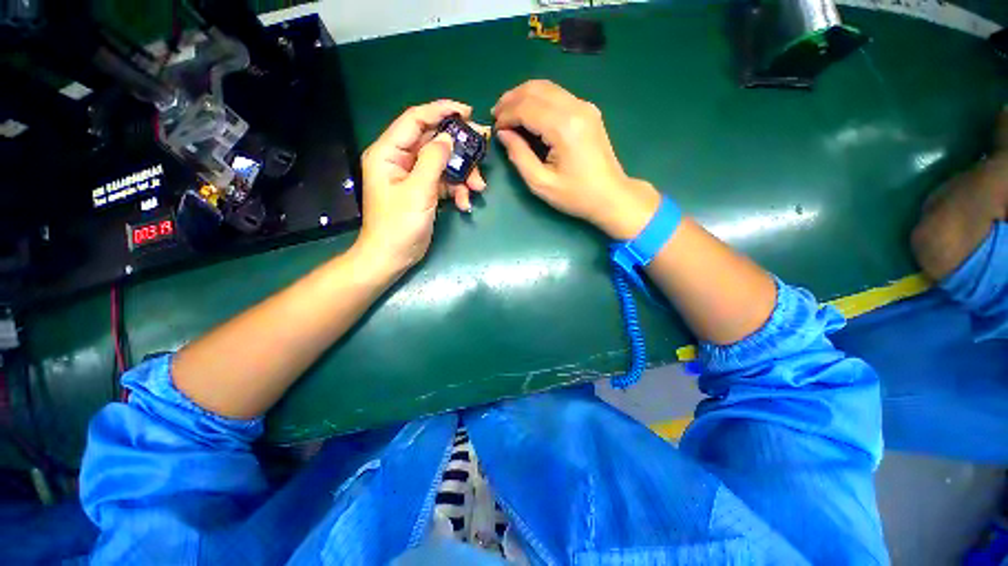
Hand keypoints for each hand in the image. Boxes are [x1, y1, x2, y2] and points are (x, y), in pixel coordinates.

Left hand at [357, 100, 486, 273]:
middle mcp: (400, 159)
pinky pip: (444, 182)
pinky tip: (465, 203)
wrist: (393, 256)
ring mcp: (413, 176)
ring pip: (443, 163)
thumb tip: (448, 138)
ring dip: (463, 174)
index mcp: (389, 152)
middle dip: (459, 148)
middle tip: (483, 148)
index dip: (441, 111)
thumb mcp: (418, 191)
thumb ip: (433, 161)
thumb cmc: (400, 225)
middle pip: (433, 141)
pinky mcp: (423, 191)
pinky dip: (457, 190)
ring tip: (478, 188)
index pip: (415, 119)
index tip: (467, 112)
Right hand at [493, 80, 660, 239]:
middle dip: (511, 100)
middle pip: (535, 89)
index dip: (506, 115)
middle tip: (496, 115)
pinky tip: (529, 114)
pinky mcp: (588, 111)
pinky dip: (538, 100)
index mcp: (563, 127)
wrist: (611, 195)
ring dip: (523, 96)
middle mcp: (575, 108)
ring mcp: (584, 106)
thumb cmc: (576, 195)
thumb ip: (519, 156)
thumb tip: (503, 134)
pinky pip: (557, 95)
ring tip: (508, 112)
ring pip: (546, 87)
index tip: (494, 128)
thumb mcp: (541, 183)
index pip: (526, 107)